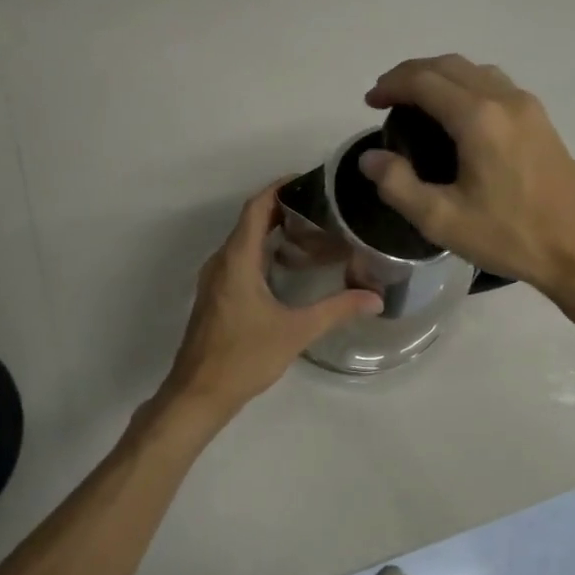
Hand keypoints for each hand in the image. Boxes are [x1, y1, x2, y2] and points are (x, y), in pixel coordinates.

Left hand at [154, 180, 382, 425]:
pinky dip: (262, 251)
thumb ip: (337, 310)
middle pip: (250, 221)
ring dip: (271, 231)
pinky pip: (239, 259)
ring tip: (310, 232)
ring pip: (243, 242)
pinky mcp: (216, 295)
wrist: (199, 393)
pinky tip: (287, 267)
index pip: (256, 208)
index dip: (278, 188)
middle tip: (320, 207)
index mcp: (236, 260)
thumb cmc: (244, 357)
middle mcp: (221, 262)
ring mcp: (214, 279)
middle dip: (282, 208)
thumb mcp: (296, 331)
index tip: (308, 180)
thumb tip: (376, 297)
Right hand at [359, 55, 574, 298]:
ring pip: (474, 70)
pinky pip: (494, 84)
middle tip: (385, 98)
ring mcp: (528, 107)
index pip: (424, 81)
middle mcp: (504, 99)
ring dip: (440, 76)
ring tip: (416, 101)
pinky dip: (464, 85)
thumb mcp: (442, 220)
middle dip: (411, 74)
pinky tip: (456, 114)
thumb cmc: (510, 236)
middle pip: (449, 65)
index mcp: (478, 118)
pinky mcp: (541, 120)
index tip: (369, 102)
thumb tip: (370, 158)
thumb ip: (398, 185)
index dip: (391, 85)